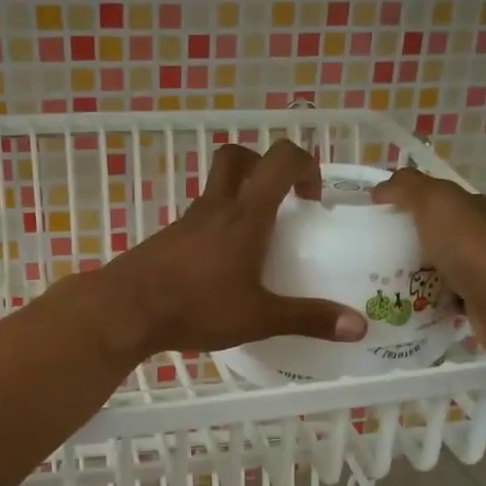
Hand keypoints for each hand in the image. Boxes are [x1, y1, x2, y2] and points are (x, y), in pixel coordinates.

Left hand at [86, 140, 367, 359]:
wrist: (125, 310)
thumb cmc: (196, 306)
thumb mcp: (259, 317)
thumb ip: (309, 319)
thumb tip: (360, 326)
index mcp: (245, 215)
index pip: (280, 159)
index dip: (305, 164)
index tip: (313, 198)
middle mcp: (215, 208)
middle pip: (237, 158)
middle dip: (263, 167)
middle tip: (280, 202)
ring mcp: (186, 223)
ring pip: (215, 190)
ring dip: (238, 201)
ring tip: (255, 246)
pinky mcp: (166, 241)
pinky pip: (198, 221)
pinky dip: (215, 231)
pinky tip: (220, 271)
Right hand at [372, 167, 485, 349]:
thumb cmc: (473, 247)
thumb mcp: (435, 202)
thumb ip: (407, 188)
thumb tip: (380, 189)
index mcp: (473, 209)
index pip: (437, 200)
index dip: (406, 204)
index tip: (372, 218)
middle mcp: (481, 237)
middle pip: (435, 236)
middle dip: (405, 244)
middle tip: (367, 256)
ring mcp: (481, 273)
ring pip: (437, 270)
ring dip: (413, 277)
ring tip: (377, 286)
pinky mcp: (477, 305)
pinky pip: (443, 301)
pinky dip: (425, 305)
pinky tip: (402, 309)